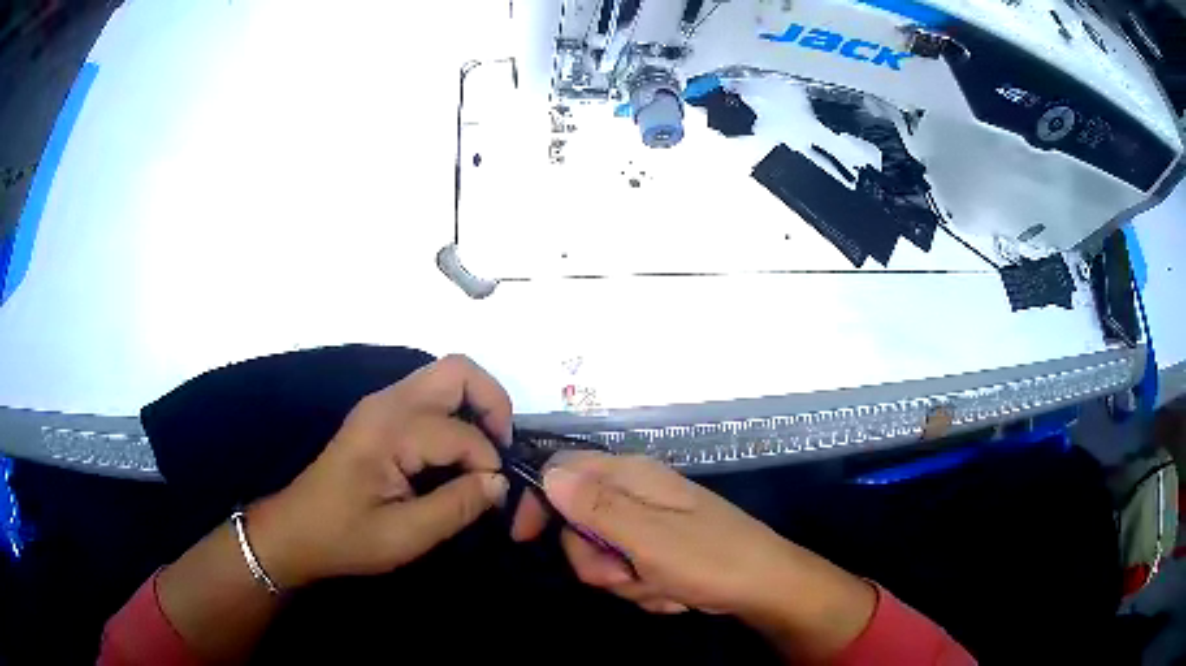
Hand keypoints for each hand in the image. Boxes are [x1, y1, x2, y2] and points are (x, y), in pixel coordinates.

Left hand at [245, 355, 514, 587]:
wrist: (296, 532)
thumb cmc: (346, 538)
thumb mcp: (405, 536)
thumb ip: (457, 506)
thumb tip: (500, 482)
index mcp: (389, 431)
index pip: (461, 433)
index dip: (488, 464)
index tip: (494, 498)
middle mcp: (387, 403)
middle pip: (457, 371)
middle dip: (493, 404)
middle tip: (503, 449)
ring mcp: (381, 404)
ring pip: (445, 377)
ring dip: (475, 407)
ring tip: (485, 453)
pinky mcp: (380, 414)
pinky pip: (431, 396)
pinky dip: (457, 414)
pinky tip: (458, 454)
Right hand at [528, 452, 796, 614]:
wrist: (764, 587)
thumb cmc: (710, 558)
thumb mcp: (648, 538)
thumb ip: (596, 507)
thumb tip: (548, 474)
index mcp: (632, 475)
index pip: (564, 469)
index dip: (540, 500)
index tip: (526, 537)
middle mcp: (637, 493)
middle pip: (578, 522)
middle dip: (594, 559)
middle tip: (624, 574)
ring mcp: (648, 523)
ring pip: (601, 554)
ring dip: (623, 579)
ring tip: (658, 585)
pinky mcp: (659, 549)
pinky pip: (627, 570)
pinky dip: (643, 587)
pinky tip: (671, 591)